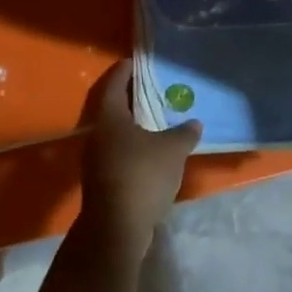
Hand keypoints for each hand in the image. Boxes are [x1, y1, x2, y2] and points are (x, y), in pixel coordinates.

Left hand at [78, 63, 201, 260]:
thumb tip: (194, 123)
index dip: (125, 71)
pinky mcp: (103, 182)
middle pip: (113, 109)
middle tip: (153, 88)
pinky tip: (154, 152)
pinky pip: (119, 154)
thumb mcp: (173, 149)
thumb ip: (184, 133)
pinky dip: (135, 147)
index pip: (114, 84)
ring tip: (158, 119)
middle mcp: (98, 136)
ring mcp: (97, 161)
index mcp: (110, 119)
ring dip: (134, 125)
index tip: (136, 61)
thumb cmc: (143, 176)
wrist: (117, 230)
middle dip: (131, 98)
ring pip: (116, 134)